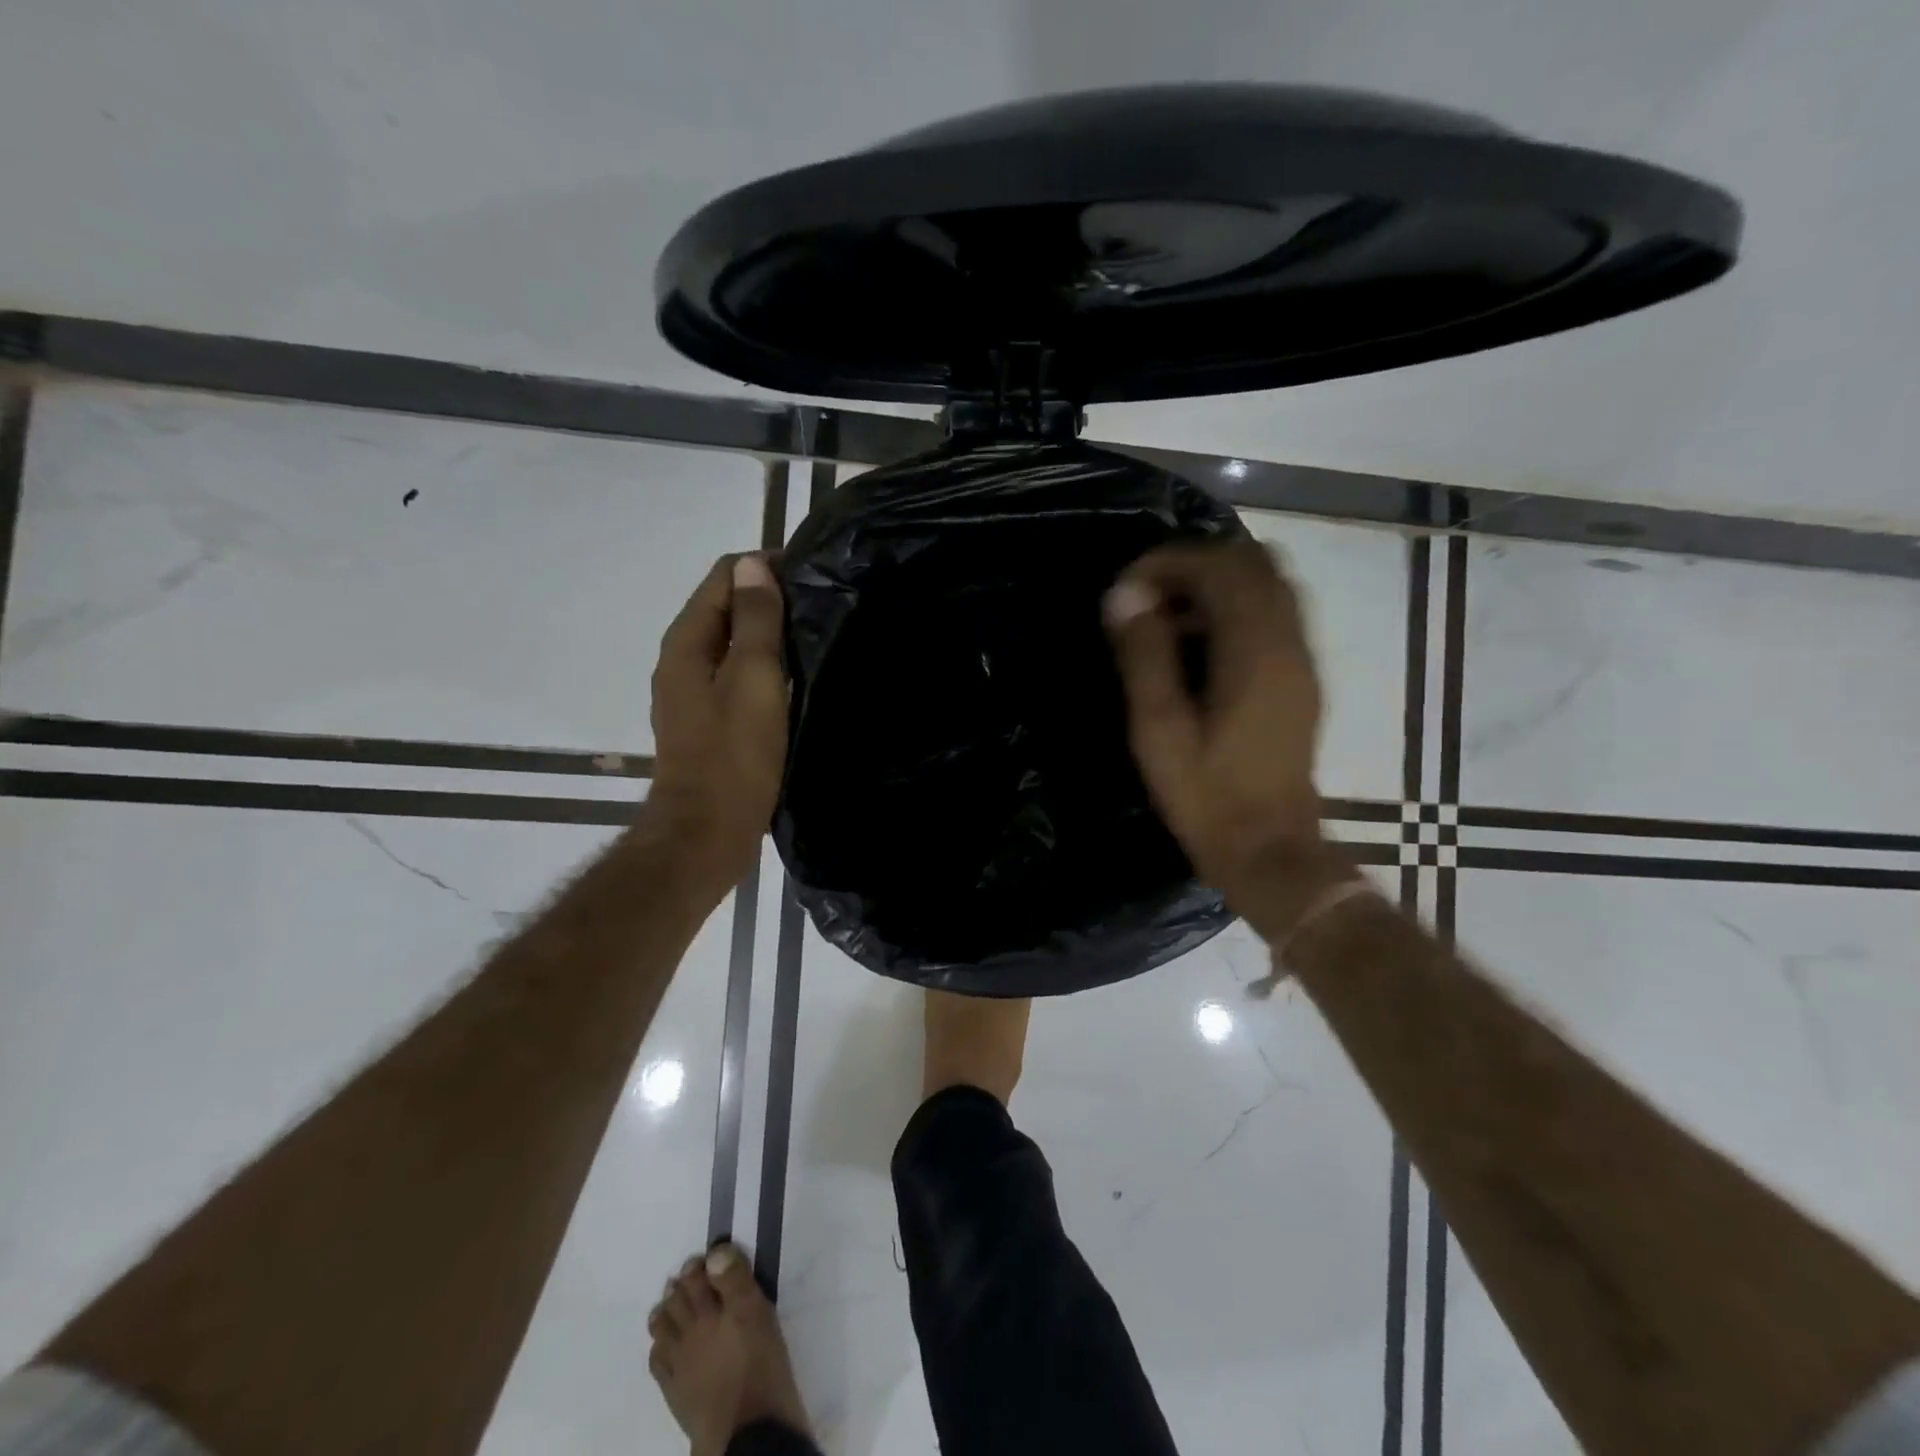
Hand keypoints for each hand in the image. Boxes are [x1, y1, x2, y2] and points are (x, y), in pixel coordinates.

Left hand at [646, 553, 787, 895]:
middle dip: (766, 598)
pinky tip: (790, 679)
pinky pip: (734, 676)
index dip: (762, 568)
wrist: (707, 832)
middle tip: (819, 606)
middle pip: (724, 608)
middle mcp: (682, 661)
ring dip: (765, 634)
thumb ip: (754, 620)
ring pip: (731, 644)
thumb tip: (752, 565)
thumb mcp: (752, 679)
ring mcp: (691, 694)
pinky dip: (760, 666)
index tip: (810, 576)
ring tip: (811, 637)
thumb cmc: (734, 755)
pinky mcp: (707, 722)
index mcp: (687, 643)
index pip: (722, 578)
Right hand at [1104, 539, 1350, 925]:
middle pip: (1254, 562)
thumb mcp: (1159, 730)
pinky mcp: (1303, 678)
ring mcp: (1304, 659)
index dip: (1169, 563)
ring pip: (1270, 585)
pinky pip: (1275, 614)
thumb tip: (1124, 594)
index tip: (1126, 588)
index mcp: (1256, 651)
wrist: (1270, 851)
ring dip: (1218, 584)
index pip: (1220, 567)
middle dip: (1196, 565)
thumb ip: (1144, 656)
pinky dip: (1236, 608)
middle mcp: (1290, 642)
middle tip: (1148, 598)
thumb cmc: (1207, 796)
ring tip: (1169, 619)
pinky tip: (1200, 647)